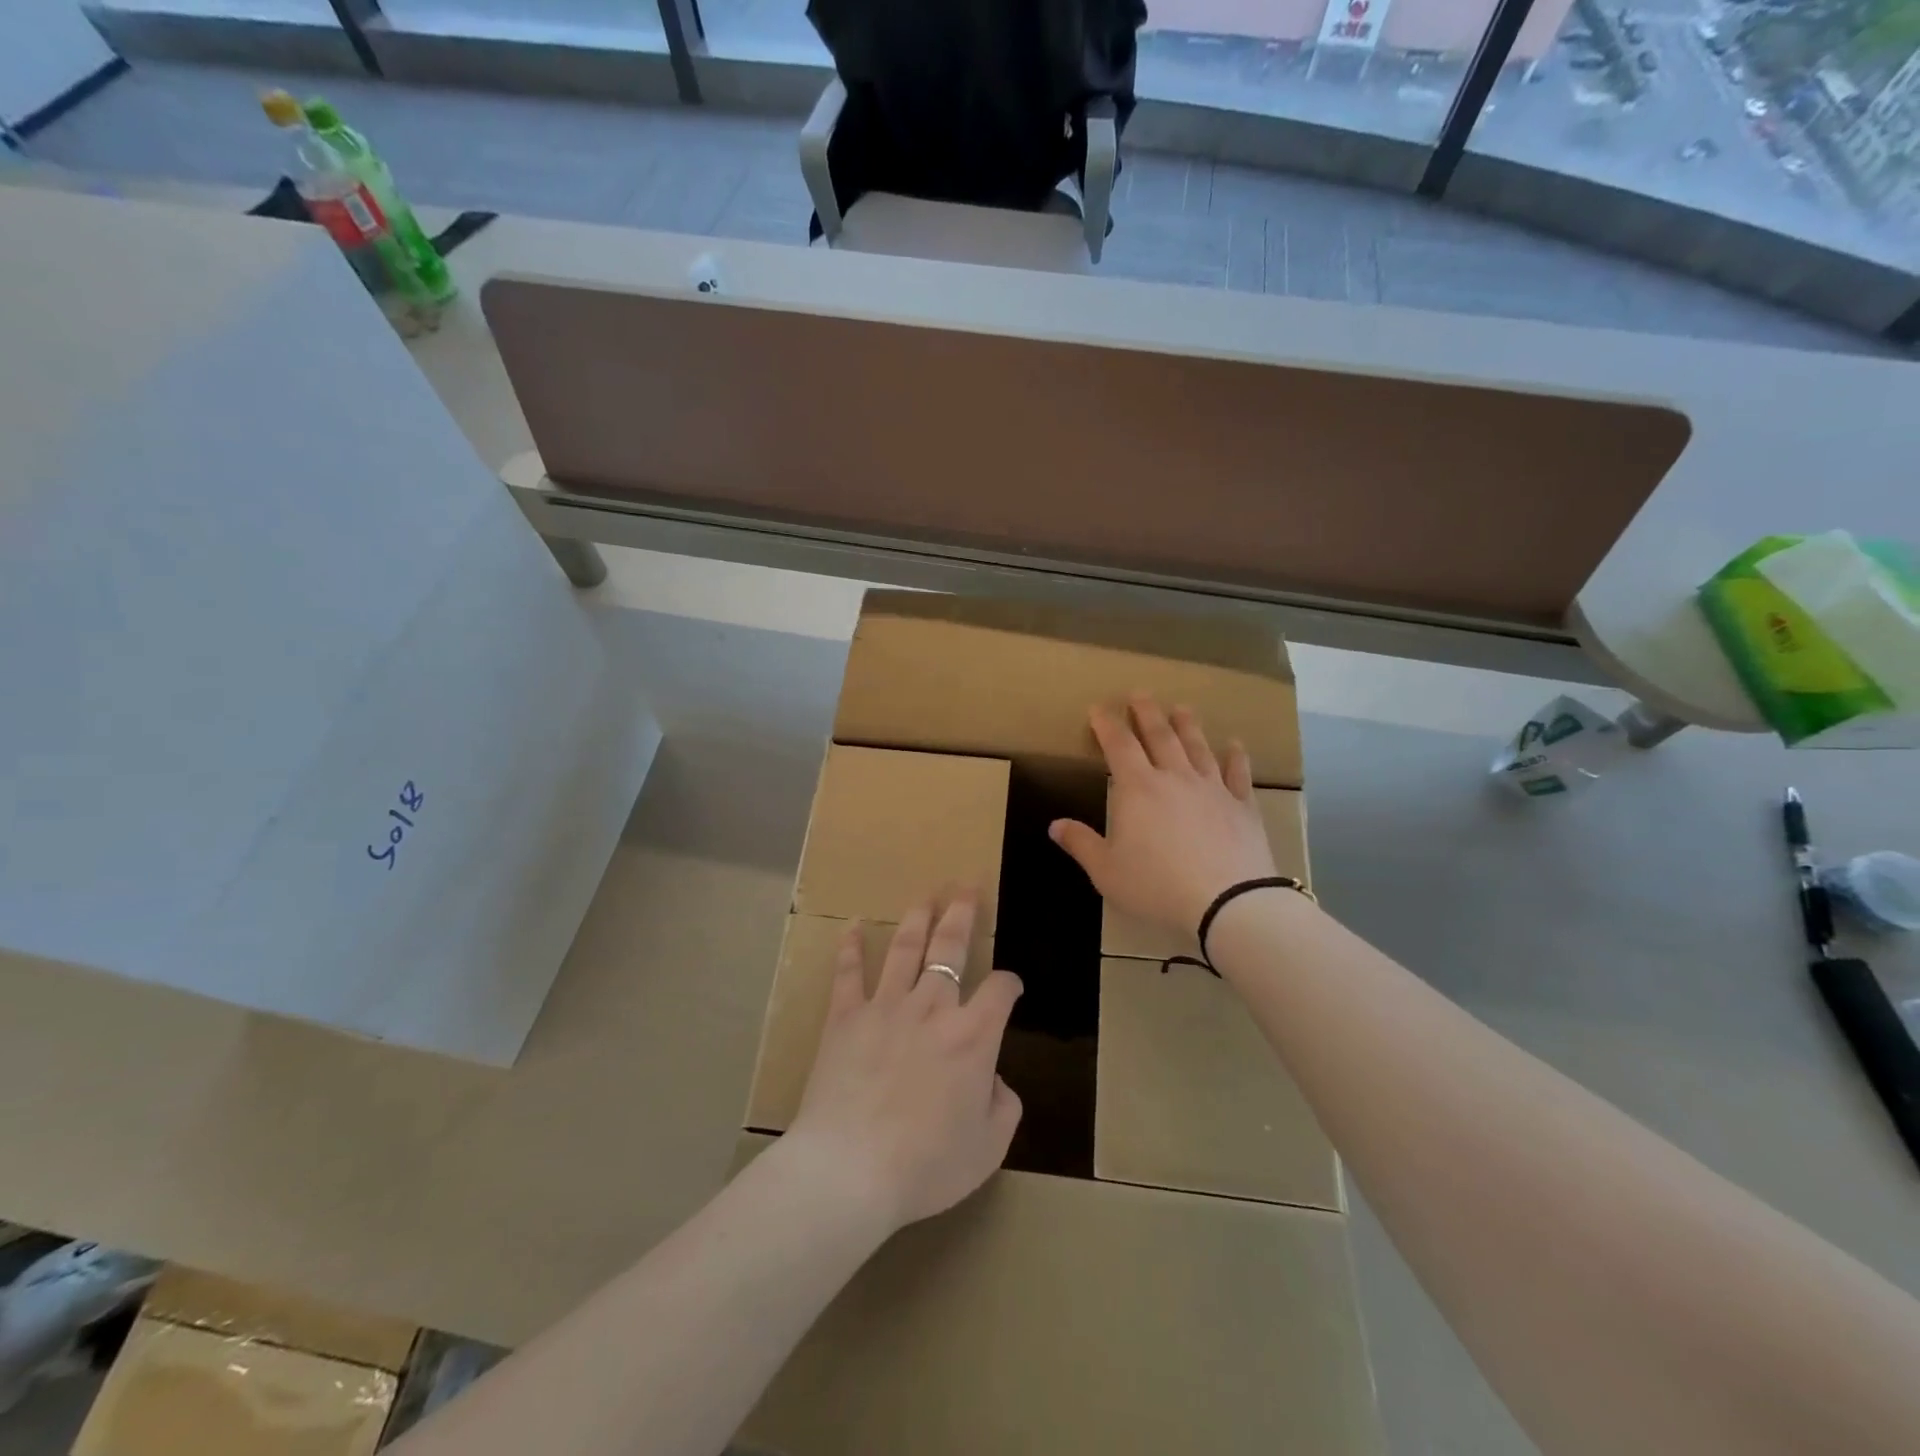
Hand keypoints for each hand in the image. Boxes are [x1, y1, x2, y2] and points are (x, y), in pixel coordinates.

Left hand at [787, 893, 1023, 1234]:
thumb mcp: (988, 1147)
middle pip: (950, 948)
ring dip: (917, 919)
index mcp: (972, 1036)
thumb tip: (993, 1080)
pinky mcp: (845, 1018)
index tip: (1010, 985)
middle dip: (961, 915)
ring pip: (904, 949)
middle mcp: (932, 1008)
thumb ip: (1002, 1106)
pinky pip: (848, 974)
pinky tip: (851, 926)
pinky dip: (850, 948)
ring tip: (925, 897)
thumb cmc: (926, 1164)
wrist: (850, 1170)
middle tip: (965, 887)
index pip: (999, 991)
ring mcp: (885, 1007)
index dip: (1009, 983)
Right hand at [1049, 694, 1276, 935]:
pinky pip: (1238, 774)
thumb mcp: (1106, 871)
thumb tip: (1055, 825)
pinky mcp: (1242, 806)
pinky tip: (1235, 745)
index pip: (1118, 745)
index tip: (1099, 707)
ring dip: (1188, 725)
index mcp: (1137, 788)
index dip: (1107, 724)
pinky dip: (1236, 757)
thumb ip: (1081, 844)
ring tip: (1182, 708)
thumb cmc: (1156, 885)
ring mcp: (1212, 789)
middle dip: (1146, 712)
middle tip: (1140, 693)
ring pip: (1198, 747)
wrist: (1227, 902)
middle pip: (1160, 735)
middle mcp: (1175, 777)